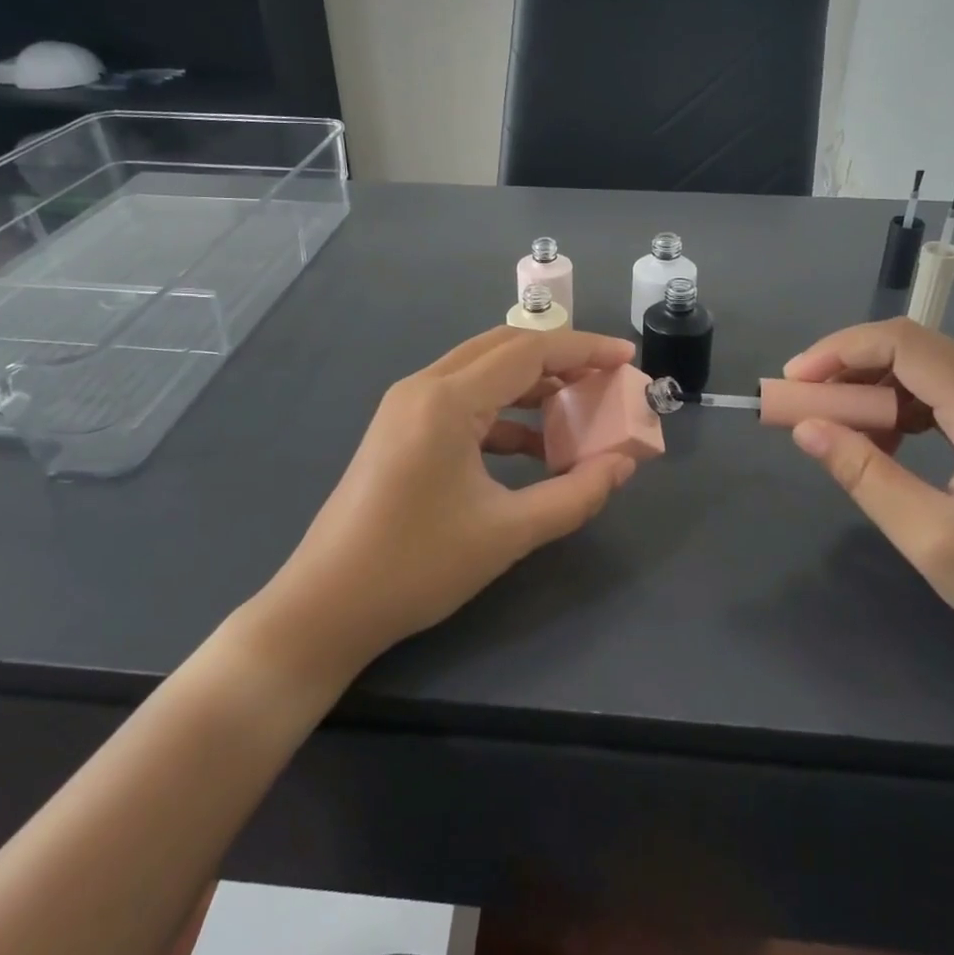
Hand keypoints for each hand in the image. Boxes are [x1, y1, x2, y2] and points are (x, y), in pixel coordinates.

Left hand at [248, 327, 641, 686]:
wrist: (325, 606)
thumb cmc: (417, 567)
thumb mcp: (508, 533)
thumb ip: (575, 495)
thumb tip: (623, 466)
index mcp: (447, 400)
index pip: (529, 351)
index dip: (584, 349)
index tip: (627, 359)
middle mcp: (423, 387)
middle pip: (504, 348)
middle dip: (560, 358)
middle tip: (606, 378)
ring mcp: (405, 407)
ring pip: (481, 372)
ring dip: (531, 385)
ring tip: (577, 410)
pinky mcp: (400, 429)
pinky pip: (462, 402)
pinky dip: (503, 413)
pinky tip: (532, 448)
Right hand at [783, 318, 953, 672]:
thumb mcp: (930, 538)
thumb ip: (864, 475)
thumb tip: (805, 427)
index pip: (903, 344)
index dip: (839, 352)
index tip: (793, 383)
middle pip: (910, 347)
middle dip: (846, 365)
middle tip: (800, 401)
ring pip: (920, 369)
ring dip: (868, 387)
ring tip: (831, 425)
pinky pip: (936, 396)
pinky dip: (894, 408)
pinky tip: (879, 446)